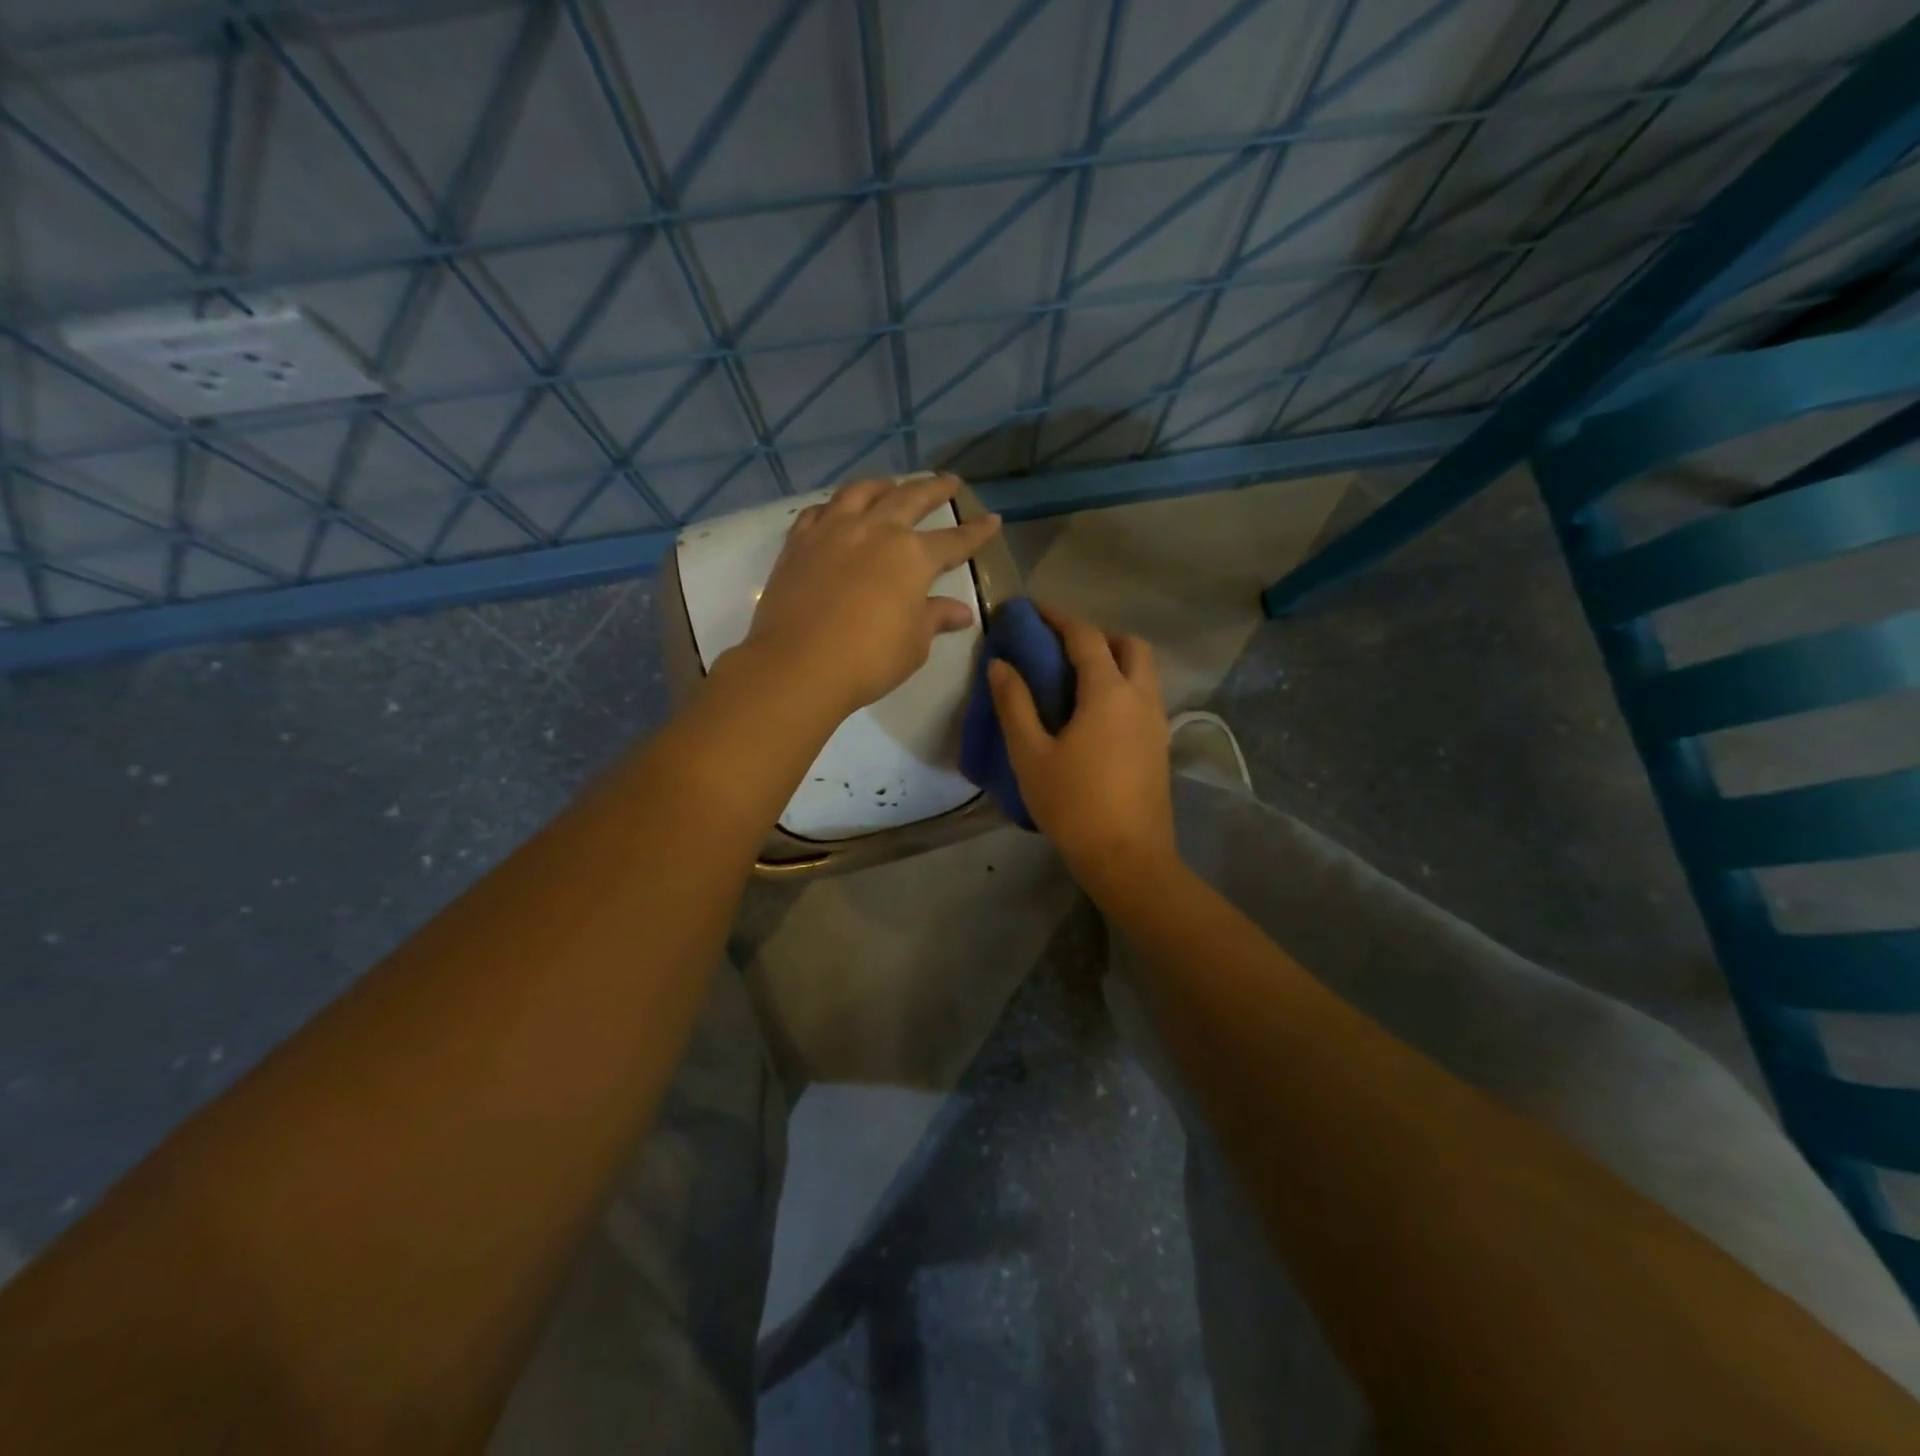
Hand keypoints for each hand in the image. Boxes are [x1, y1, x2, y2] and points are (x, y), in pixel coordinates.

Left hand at [740, 473, 1001, 717]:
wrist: (798, 666)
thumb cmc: (868, 659)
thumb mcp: (913, 644)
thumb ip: (935, 618)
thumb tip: (961, 612)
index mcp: (912, 556)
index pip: (954, 540)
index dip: (976, 532)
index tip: (992, 519)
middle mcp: (875, 530)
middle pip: (910, 499)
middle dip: (935, 489)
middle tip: (949, 482)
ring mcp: (833, 531)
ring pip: (861, 492)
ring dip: (883, 485)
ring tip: (892, 485)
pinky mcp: (799, 542)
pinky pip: (819, 511)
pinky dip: (834, 506)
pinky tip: (837, 511)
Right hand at [987, 603, 1175, 893]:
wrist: (1127, 857)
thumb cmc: (1073, 804)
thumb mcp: (1030, 755)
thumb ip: (1015, 705)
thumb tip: (1001, 665)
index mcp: (1109, 693)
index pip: (1085, 637)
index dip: (1058, 618)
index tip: (1034, 611)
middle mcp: (1141, 698)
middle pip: (1129, 646)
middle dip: (1098, 636)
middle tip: (1063, 650)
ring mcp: (1157, 722)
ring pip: (1143, 672)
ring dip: (1114, 661)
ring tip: (1075, 683)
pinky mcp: (1160, 746)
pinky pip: (1145, 697)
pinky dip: (1123, 688)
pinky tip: (1094, 717)